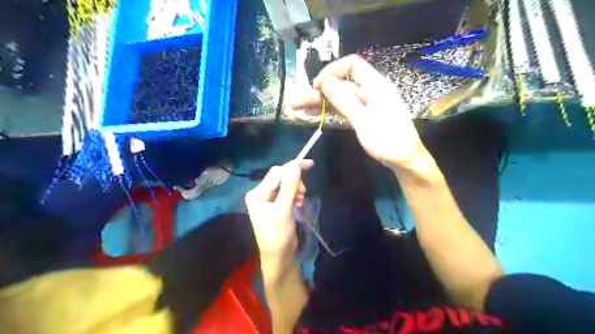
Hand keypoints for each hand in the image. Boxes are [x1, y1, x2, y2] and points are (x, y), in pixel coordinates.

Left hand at [244, 159, 312, 278]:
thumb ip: (289, 187)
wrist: (279, 257)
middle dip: (294, 182)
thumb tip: (295, 165)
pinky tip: (297, 203)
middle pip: (281, 177)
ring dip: (296, 189)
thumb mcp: (283, 210)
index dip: (292, 168)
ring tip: (299, 201)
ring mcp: (268, 199)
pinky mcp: (277, 204)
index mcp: (257, 194)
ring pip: (286, 184)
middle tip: (302, 194)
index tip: (310, 164)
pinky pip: (287, 191)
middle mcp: (261, 193)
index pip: (276, 173)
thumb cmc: (278, 235)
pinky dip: (295, 194)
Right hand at [291, 55, 424, 169]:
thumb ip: (344, 100)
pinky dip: (329, 111)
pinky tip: (314, 114)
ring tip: (297, 109)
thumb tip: (325, 82)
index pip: (351, 65)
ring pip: (339, 98)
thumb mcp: (364, 120)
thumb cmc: (387, 140)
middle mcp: (369, 91)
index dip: (332, 72)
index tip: (317, 87)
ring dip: (320, 103)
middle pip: (340, 85)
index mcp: (374, 85)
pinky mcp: (363, 116)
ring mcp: (365, 104)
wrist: (405, 160)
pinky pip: (343, 109)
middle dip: (317, 92)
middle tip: (294, 103)